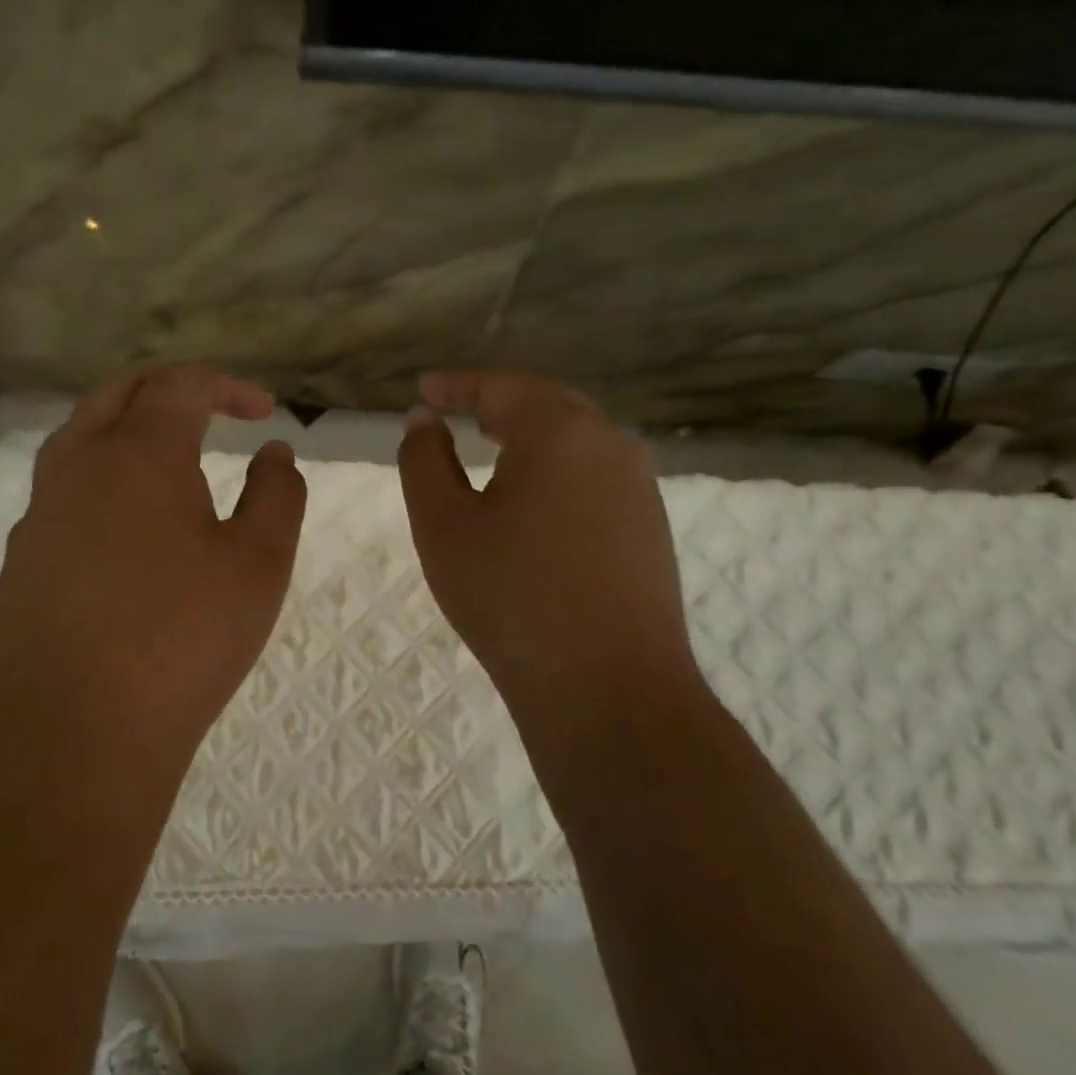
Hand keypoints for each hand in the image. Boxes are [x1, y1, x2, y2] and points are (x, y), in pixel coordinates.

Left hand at [0, 366, 305, 788]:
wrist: (76, 737)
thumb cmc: (184, 642)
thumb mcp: (259, 564)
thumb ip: (277, 494)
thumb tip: (273, 453)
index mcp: (138, 454)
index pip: (181, 385)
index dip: (228, 386)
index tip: (264, 410)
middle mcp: (78, 466)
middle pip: (119, 391)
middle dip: (172, 388)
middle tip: (214, 409)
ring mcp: (40, 512)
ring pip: (81, 436)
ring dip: (129, 426)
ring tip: (172, 458)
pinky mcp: (22, 558)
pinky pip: (64, 488)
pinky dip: (105, 475)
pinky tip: (131, 526)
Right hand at [399, 371, 705, 750]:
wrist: (610, 690)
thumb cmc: (512, 598)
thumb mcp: (444, 526)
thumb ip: (425, 460)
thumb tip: (426, 419)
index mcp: (560, 431)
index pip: (502, 387)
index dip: (457, 385)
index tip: (424, 389)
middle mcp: (610, 444)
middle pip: (547, 404)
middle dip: (499, 403)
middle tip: (459, 412)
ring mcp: (639, 486)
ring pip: (577, 440)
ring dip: (532, 436)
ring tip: (493, 447)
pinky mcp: (651, 525)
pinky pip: (596, 476)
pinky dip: (558, 470)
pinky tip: (538, 500)